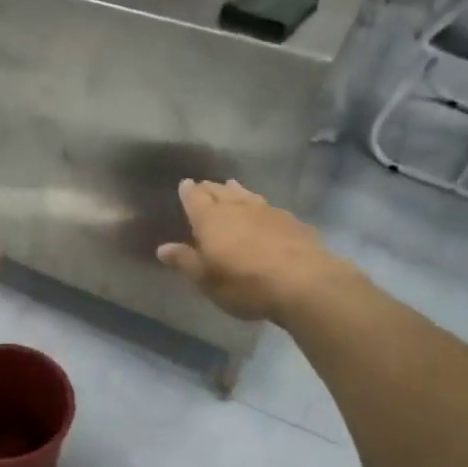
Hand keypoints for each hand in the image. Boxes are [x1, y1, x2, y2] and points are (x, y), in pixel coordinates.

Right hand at [156, 179, 357, 323]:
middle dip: (210, 188)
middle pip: (220, 191)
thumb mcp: (207, 280)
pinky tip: (263, 211)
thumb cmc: (245, 283)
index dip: (188, 191)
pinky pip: (268, 206)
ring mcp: (267, 211)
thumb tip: (162, 248)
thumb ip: (185, 261)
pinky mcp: (291, 221)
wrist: (305, 283)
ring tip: (231, 186)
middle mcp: (237, 207)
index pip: (194, 197)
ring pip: (246, 195)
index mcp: (210, 219)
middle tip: (204, 187)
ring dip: (235, 191)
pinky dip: (259, 205)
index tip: (184, 183)